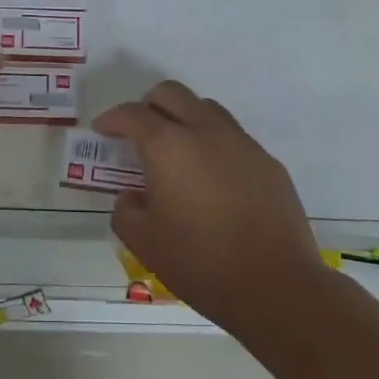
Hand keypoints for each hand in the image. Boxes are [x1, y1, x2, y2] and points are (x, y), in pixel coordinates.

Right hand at [95, 81, 328, 335]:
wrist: (275, 286)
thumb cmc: (200, 263)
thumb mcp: (144, 243)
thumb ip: (126, 211)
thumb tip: (132, 197)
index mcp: (168, 146)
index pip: (132, 114)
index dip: (112, 119)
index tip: (102, 130)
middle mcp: (205, 131)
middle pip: (171, 93)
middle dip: (147, 105)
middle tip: (137, 132)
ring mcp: (242, 143)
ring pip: (206, 108)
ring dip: (184, 118)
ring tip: (177, 151)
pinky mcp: (268, 162)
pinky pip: (233, 138)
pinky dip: (214, 145)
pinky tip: (213, 180)